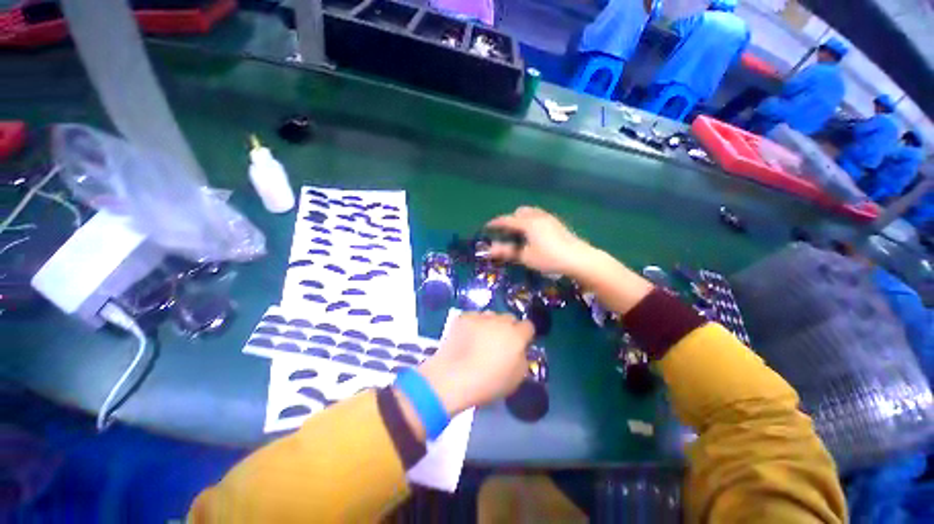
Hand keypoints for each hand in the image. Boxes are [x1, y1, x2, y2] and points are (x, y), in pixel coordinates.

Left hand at [417, 312, 533, 415]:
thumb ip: (522, 358)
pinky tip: (466, 338)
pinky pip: (474, 318)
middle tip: (499, 343)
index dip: (524, 335)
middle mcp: (500, 321)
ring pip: (491, 316)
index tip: (519, 344)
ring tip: (481, 339)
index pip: (528, 326)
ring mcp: (481, 317)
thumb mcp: (516, 378)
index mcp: (516, 335)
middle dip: (508, 328)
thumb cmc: (488, 383)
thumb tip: (519, 350)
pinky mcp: (464, 317)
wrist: (453, 377)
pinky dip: (473, 325)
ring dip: (491, 325)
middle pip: (509, 318)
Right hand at [486, 206, 594, 276]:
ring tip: (520, 233)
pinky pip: (540, 217)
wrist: (579, 258)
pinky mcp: (558, 223)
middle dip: (511, 219)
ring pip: (531, 212)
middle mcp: (538, 216)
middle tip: (506, 232)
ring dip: (522, 219)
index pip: (507, 220)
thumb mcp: (526, 257)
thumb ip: (507, 251)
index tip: (487, 226)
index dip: (496, 223)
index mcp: (528, 223)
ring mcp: (549, 218)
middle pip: (520, 212)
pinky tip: (535, 235)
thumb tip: (491, 249)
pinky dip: (532, 221)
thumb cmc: (549, 258)